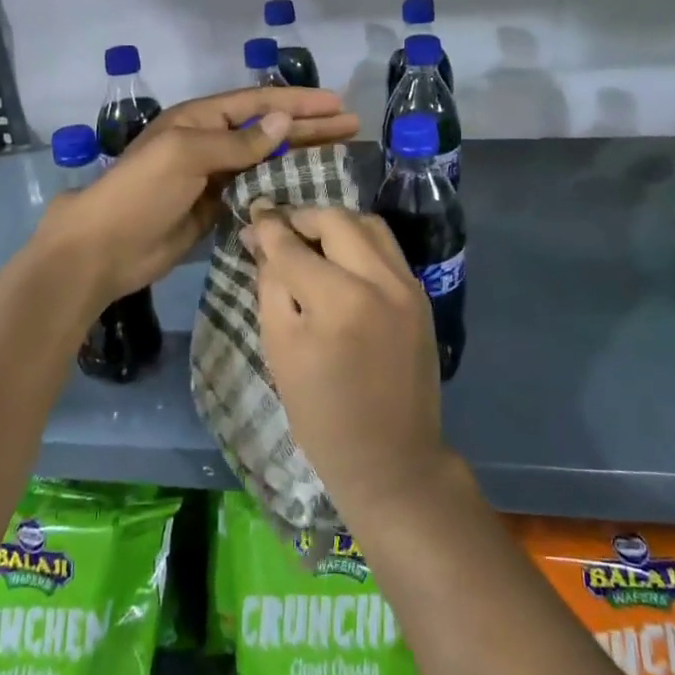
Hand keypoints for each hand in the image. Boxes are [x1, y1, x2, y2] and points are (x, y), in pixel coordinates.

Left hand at [37, 87, 357, 304]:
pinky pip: (257, 190)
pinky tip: (310, 188)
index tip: (336, 103)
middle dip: (310, 126)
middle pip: (270, 128)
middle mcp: (211, 141)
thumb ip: (238, 141)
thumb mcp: (188, 154)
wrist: (105, 247)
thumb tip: (284, 121)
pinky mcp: (216, 208)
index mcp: (201, 118)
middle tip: (352, 125)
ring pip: (268, 159)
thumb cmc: (142, 191)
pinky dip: (283, 187)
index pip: (259, 103)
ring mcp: (215, 176)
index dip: (298, 102)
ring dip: (302, 154)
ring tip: (342, 151)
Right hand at [245, 207, 452, 521]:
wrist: (391, 459)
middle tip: (278, 228)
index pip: (293, 245)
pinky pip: (387, 249)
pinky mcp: (421, 296)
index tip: (252, 214)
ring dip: (334, 223)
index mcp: (337, 300)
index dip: (268, 226)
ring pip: (368, 224)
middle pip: (336, 219)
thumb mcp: (280, 350)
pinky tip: (340, 258)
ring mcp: (407, 286)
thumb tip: (264, 241)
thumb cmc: (322, 414)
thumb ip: (271, 286)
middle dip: (302, 216)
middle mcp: (379, 281)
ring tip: (310, 237)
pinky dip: (359, 242)